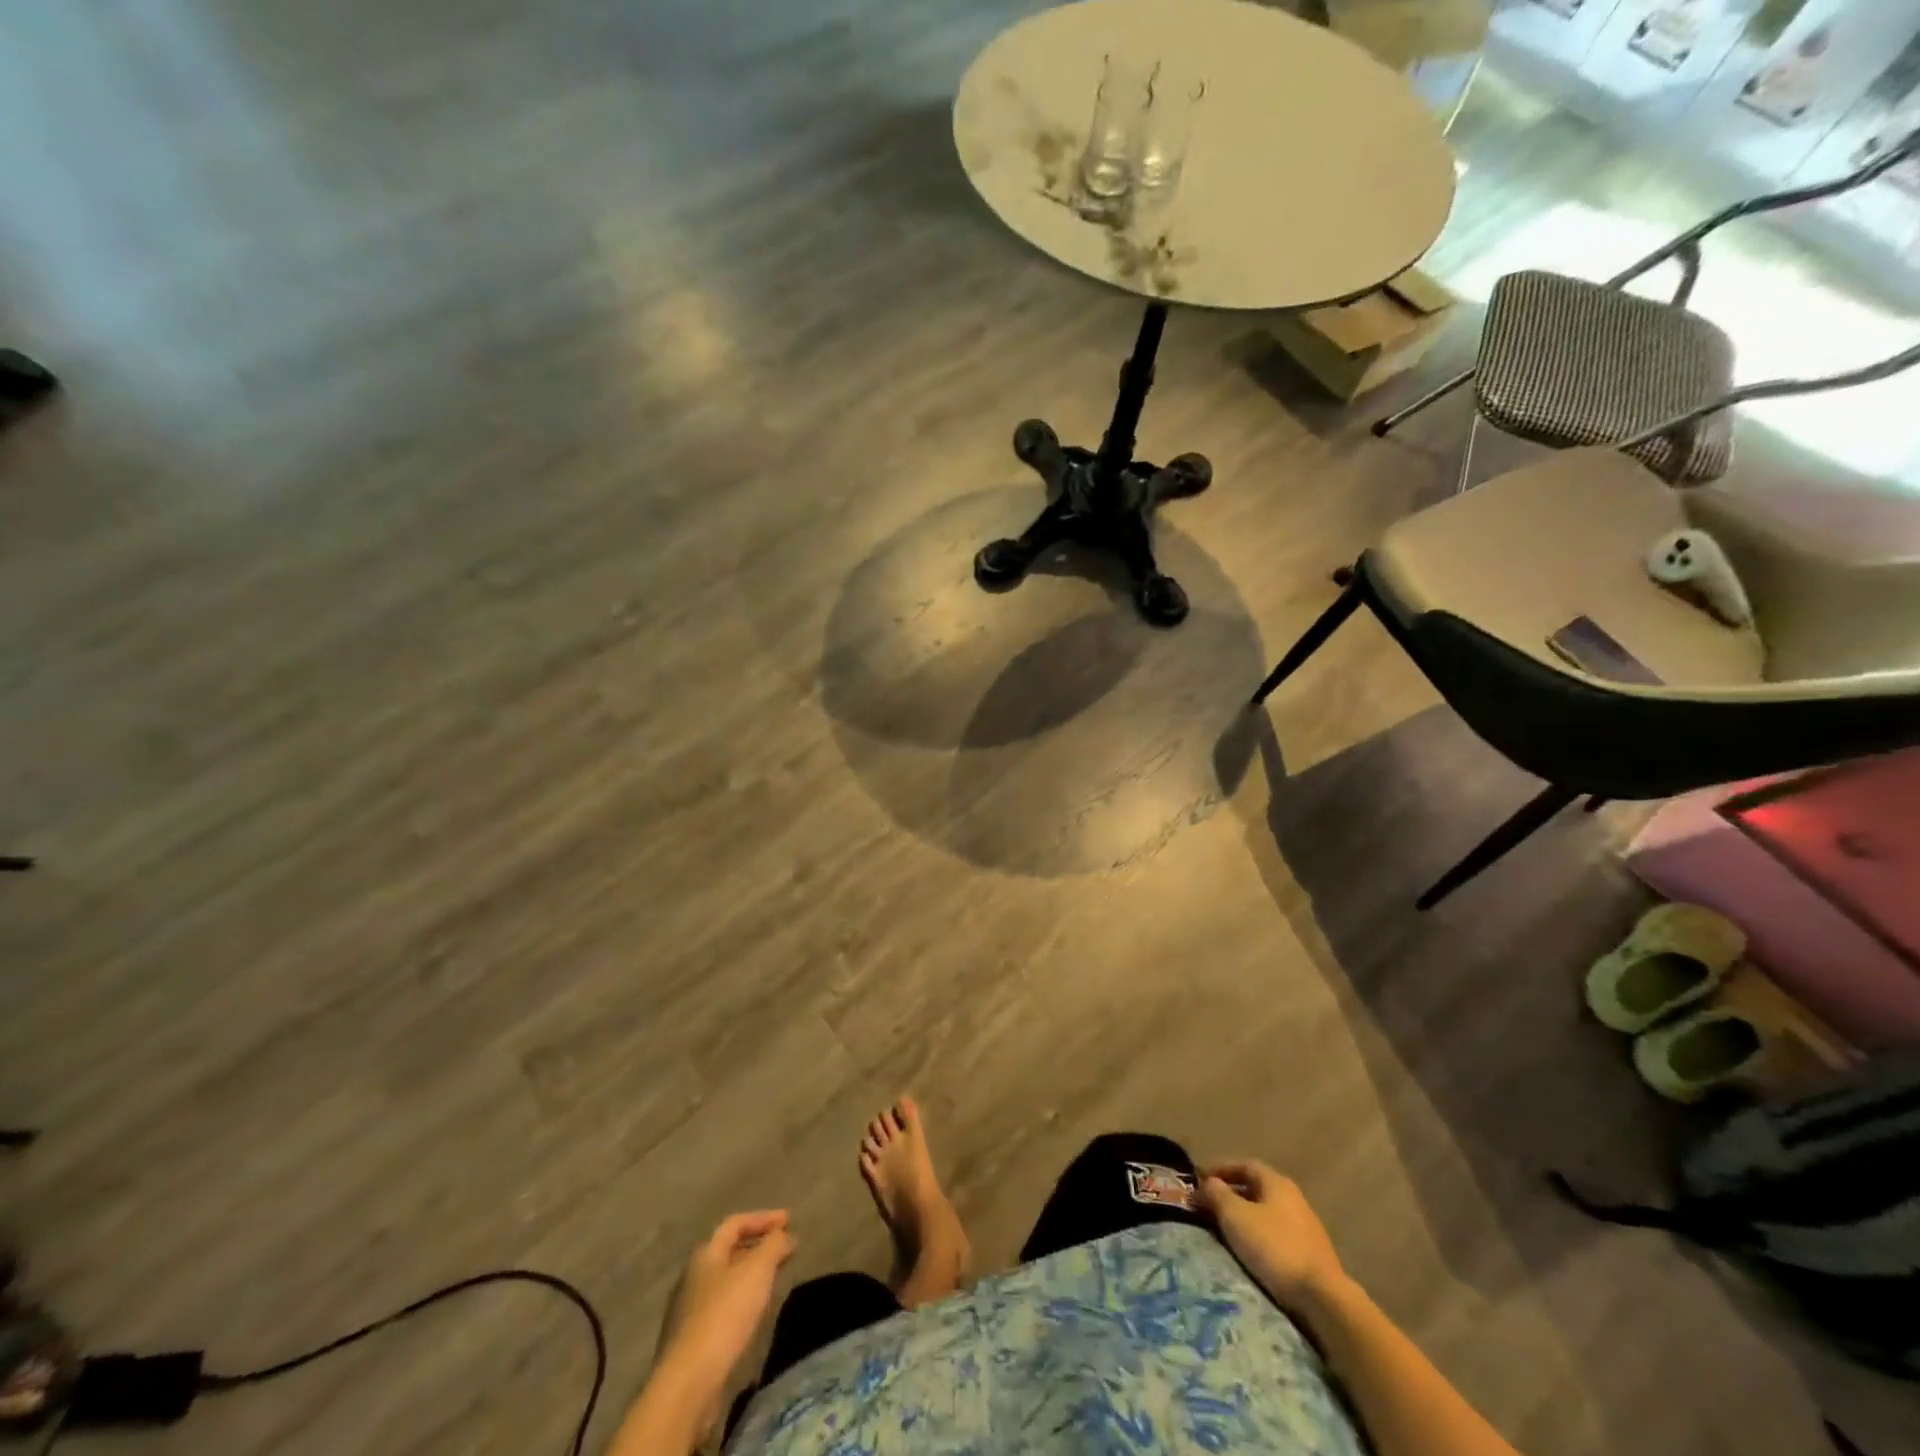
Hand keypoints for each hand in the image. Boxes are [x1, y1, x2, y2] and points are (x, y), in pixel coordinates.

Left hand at [657, 1211, 796, 1399]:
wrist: (687, 1384)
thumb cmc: (724, 1315)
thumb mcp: (757, 1271)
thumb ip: (774, 1246)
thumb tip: (785, 1235)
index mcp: (705, 1255)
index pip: (735, 1223)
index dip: (763, 1218)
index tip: (789, 1220)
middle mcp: (692, 1277)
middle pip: (728, 1252)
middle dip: (758, 1247)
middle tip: (783, 1249)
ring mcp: (688, 1311)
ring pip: (726, 1281)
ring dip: (751, 1275)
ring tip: (774, 1280)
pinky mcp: (691, 1342)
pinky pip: (722, 1308)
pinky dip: (742, 1301)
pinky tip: (755, 1314)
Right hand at [1199, 1160, 1345, 1310]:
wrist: (1323, 1298)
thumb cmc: (1274, 1246)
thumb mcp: (1236, 1216)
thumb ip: (1217, 1194)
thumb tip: (1206, 1183)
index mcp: (1277, 1183)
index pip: (1244, 1164)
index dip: (1220, 1168)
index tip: (1198, 1178)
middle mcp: (1293, 1199)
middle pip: (1255, 1188)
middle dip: (1230, 1194)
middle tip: (1207, 1205)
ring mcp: (1305, 1228)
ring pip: (1265, 1213)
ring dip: (1243, 1217)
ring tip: (1223, 1229)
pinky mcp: (1310, 1255)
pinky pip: (1275, 1235)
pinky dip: (1257, 1236)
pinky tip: (1248, 1250)